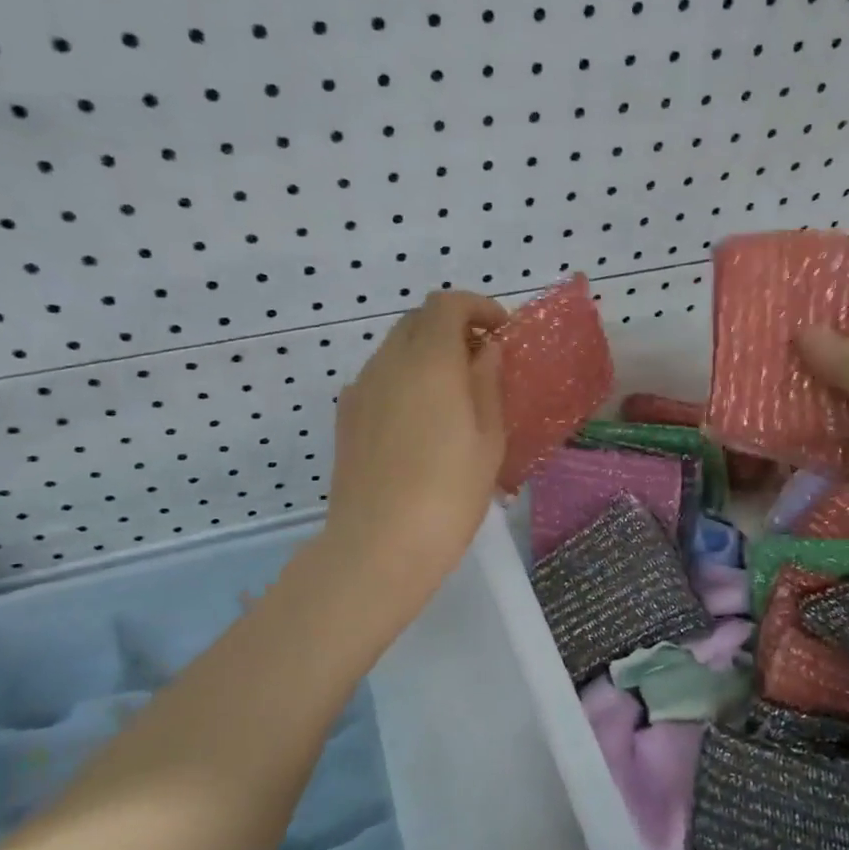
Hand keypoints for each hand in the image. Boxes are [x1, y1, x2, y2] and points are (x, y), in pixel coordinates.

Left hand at [322, 290, 508, 599]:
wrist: (379, 544)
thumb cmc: (449, 493)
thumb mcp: (488, 439)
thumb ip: (488, 384)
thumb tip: (486, 351)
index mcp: (430, 362)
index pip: (447, 304)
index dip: (478, 307)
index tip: (501, 331)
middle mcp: (388, 363)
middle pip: (418, 320)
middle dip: (453, 327)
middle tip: (482, 361)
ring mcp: (361, 388)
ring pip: (395, 348)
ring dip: (427, 353)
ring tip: (454, 393)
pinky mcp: (347, 416)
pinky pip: (380, 377)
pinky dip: (405, 377)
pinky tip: (421, 419)